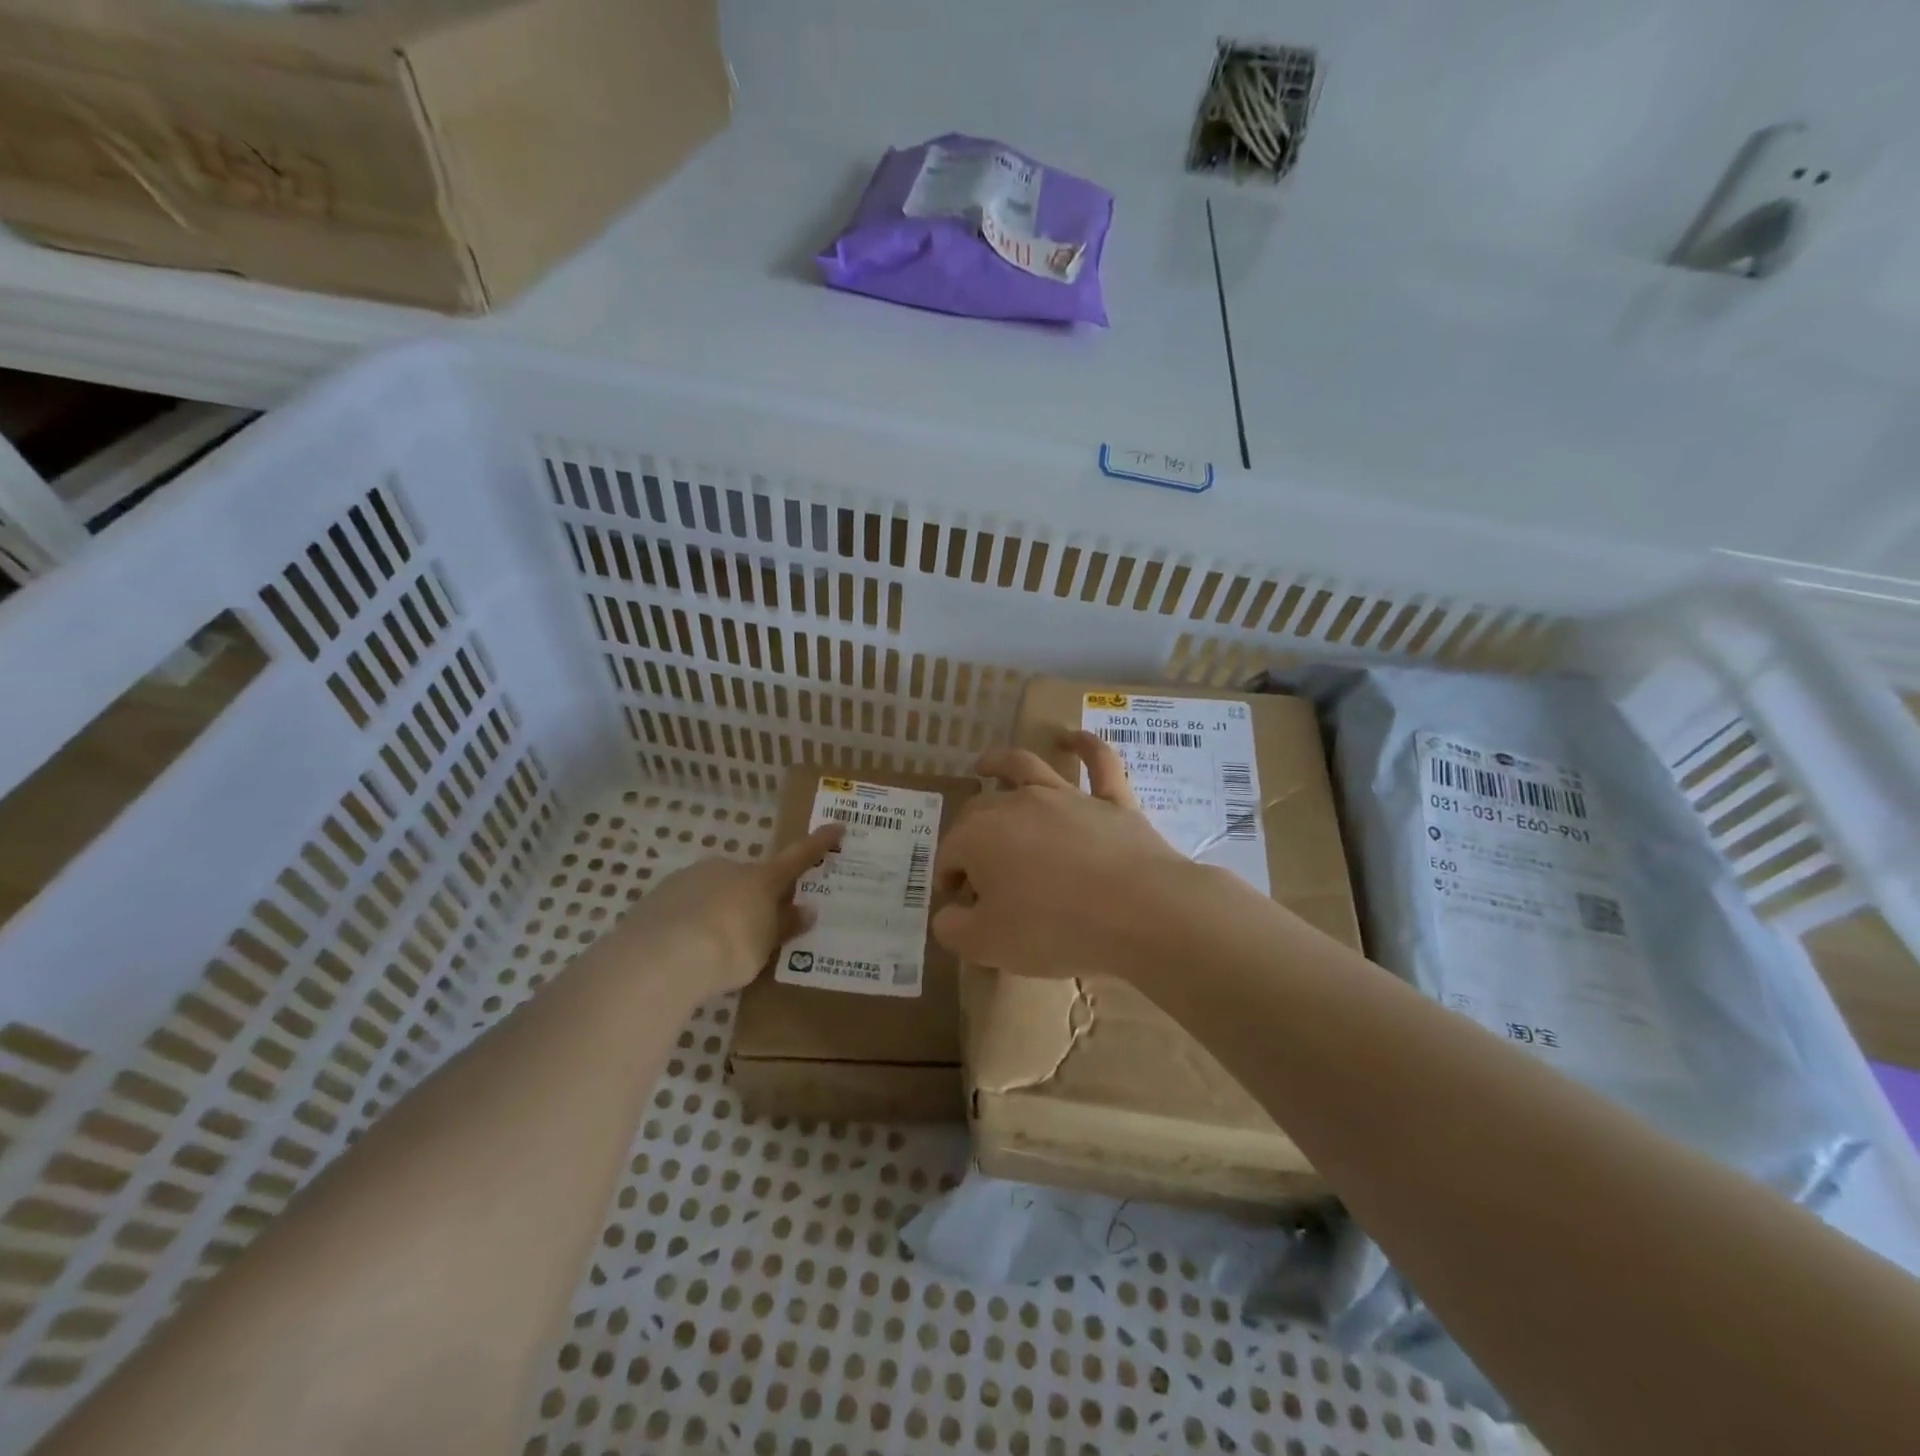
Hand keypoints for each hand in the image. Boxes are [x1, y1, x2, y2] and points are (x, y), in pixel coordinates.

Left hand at [607, 823, 843, 998]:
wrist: (660, 956)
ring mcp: (690, 877)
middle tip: (753, 932)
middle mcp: (727, 868)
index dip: (819, 843)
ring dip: (719, 910)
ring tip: (714, 949)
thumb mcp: (764, 945)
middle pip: (749, 878)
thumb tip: (806, 910)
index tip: (837, 826)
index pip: (798, 857)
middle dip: (753, 898)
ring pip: (715, 890)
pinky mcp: (659, 895)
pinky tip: (685, 948)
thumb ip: (783, 926)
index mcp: (761, 878)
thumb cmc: (729, 948)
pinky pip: (685, 905)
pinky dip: (691, 920)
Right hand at [932, 732, 1193, 978]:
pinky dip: (1086, 747)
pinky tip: (1075, 738)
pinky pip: (1099, 763)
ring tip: (986, 764)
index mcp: (979, 837)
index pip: (950, 855)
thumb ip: (954, 928)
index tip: (959, 905)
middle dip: (968, 833)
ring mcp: (1066, 797)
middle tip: (976, 867)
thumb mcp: (987, 944)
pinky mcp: (1110, 800)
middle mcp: (1016, 804)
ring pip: (1025, 767)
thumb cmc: (1053, 929)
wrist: (1139, 911)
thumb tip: (948, 913)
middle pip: (980, 810)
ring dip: (1000, 762)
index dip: (949, 878)